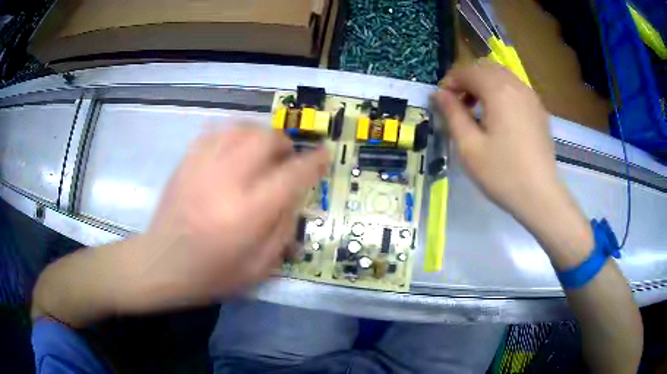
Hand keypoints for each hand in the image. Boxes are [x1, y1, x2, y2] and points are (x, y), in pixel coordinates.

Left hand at [143, 126, 328, 301]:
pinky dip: (232, 134)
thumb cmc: (211, 274)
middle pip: (264, 139)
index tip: (324, 155)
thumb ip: (283, 231)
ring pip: (239, 128)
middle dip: (284, 143)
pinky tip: (233, 148)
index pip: (291, 176)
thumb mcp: (258, 268)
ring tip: (262, 151)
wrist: (160, 264)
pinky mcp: (185, 163)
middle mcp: (225, 182)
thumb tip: (295, 198)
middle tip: (286, 157)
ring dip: (259, 134)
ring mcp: (201, 167)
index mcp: (247, 214)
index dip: (314, 161)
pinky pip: (213, 132)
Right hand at [433, 62, 569, 226]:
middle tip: (458, 104)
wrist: (540, 195)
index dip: (449, 82)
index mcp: (498, 90)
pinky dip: (500, 92)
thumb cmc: (502, 173)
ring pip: (502, 76)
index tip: (441, 102)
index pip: (467, 71)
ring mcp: (531, 97)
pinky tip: (498, 117)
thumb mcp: (469, 146)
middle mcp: (516, 85)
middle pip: (485, 68)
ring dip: (484, 85)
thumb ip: (452, 114)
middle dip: (467, 80)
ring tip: (477, 110)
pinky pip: (515, 89)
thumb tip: (439, 94)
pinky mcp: (539, 110)